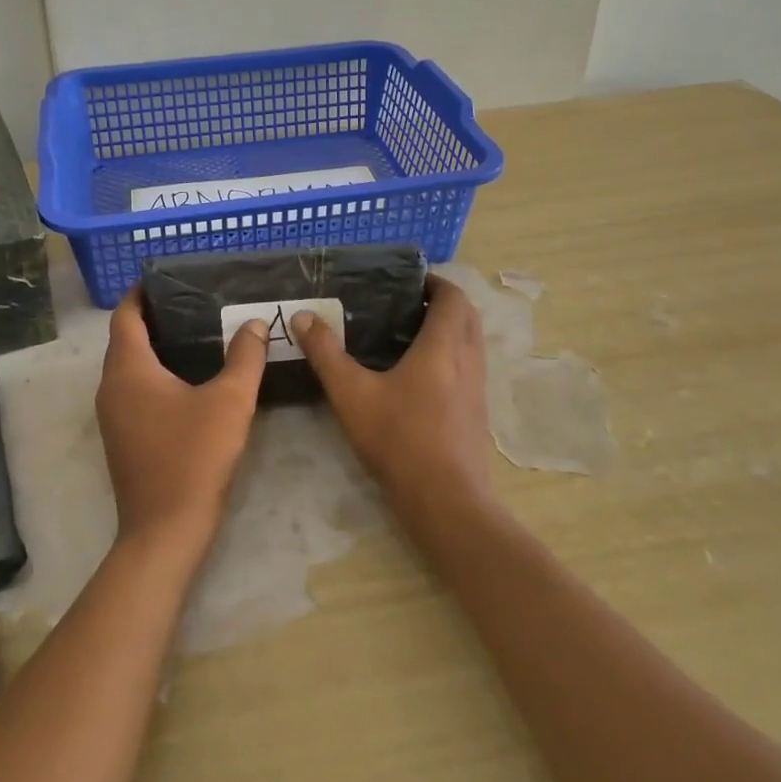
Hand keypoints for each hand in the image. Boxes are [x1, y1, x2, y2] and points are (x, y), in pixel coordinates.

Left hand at [95, 290, 268, 551]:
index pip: (125, 316)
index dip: (140, 293)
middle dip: (151, 318)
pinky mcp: (121, 437)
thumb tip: (256, 323)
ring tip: (192, 335)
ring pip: (127, 367)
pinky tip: (185, 380)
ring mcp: (112, 415)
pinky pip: (132, 390)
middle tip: (191, 303)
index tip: (164, 278)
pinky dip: (151, 374)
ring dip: (152, 348)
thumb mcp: (230, 402)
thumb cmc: (194, 457)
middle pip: (124, 339)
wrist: (165, 529)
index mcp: (128, 369)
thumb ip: (245, 357)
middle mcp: (111, 386)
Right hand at [293, 275, 496, 523]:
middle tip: (406, 303)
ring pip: (471, 342)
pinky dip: (451, 355)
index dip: (435, 282)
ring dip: (450, 328)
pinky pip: (469, 366)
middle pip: (467, 316)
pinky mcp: (476, 412)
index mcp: (443, 346)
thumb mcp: (352, 394)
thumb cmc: (400, 440)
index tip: (409, 280)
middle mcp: (468, 360)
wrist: (446, 501)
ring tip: (409, 333)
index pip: (453, 297)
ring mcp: (477, 388)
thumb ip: (326, 354)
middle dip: (443, 302)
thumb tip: (303, 317)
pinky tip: (420, 374)